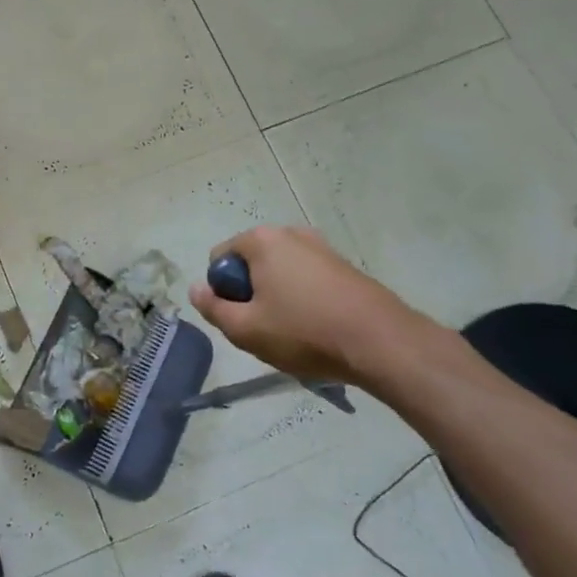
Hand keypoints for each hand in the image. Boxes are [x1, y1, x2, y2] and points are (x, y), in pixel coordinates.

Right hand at [188, 225, 431, 390]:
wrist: (381, 342)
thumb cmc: (304, 332)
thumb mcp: (245, 329)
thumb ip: (212, 307)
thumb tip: (196, 288)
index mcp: (261, 241)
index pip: (219, 259)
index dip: (221, 291)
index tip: (239, 318)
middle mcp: (290, 233)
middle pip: (250, 263)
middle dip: (249, 292)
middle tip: (263, 327)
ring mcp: (321, 247)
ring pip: (279, 272)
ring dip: (276, 297)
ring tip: (292, 331)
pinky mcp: (344, 265)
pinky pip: (306, 279)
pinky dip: (303, 299)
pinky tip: (316, 327)